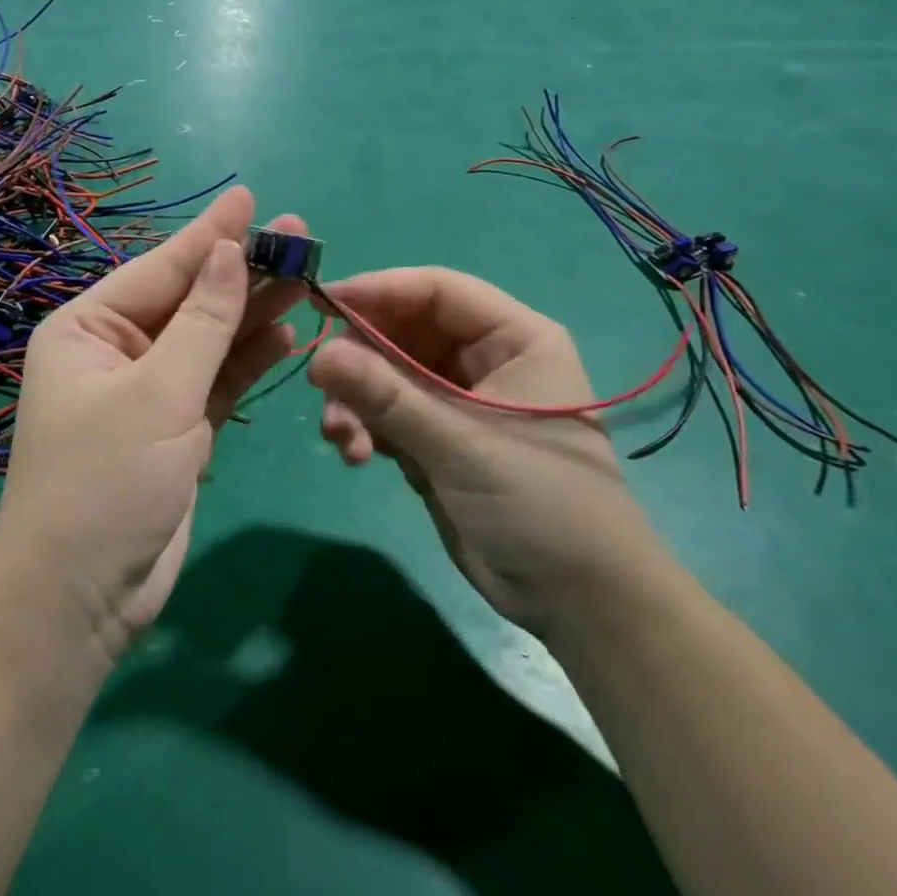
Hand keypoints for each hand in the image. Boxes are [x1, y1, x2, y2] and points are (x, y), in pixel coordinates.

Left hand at [0, 187, 306, 659]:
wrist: (83, 599)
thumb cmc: (105, 483)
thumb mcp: (158, 394)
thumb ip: (202, 322)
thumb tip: (228, 251)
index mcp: (88, 328)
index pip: (160, 268)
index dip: (210, 234)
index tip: (250, 197)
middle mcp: (116, 350)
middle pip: (190, 299)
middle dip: (242, 270)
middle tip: (301, 236)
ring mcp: (149, 389)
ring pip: (209, 338)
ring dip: (253, 311)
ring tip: (306, 276)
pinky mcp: (177, 426)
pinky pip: (217, 379)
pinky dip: (248, 358)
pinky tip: (285, 332)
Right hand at [308, 269, 665, 637]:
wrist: (579, 604)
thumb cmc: (541, 504)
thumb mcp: (461, 444)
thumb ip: (386, 396)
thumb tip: (317, 355)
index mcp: (514, 338)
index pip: (436, 291)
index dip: (378, 290)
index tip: (321, 302)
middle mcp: (484, 359)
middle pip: (403, 331)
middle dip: (360, 358)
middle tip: (320, 383)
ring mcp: (457, 401)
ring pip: (387, 374)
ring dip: (356, 400)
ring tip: (340, 437)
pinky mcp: (437, 439)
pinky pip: (386, 413)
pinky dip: (364, 427)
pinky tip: (354, 455)